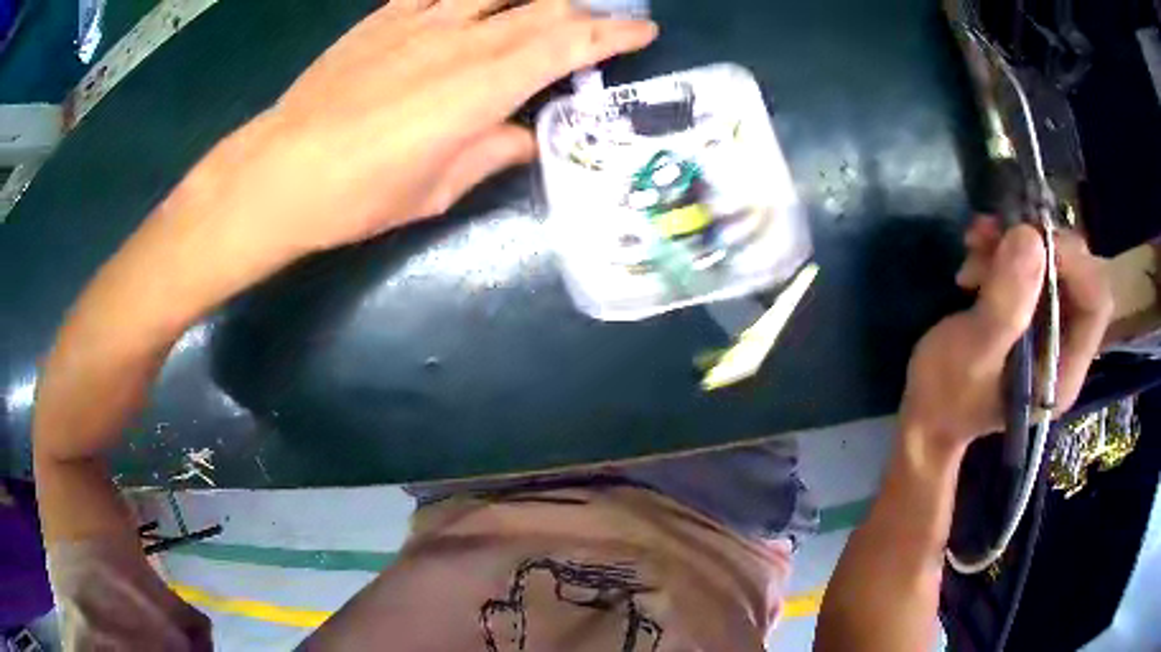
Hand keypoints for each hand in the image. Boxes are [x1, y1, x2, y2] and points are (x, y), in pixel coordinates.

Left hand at [175, 0, 656, 261]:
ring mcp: (419, 21)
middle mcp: (460, 40)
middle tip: (599, 28)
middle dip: (584, 13)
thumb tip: (527, 135)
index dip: (612, 35)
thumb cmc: (358, 195)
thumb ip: (492, 152)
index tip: (642, 31)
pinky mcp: (385, 17)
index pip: (567, 44)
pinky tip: (479, 4)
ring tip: (546, 10)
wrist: (279, 172)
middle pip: (542, 8)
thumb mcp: (438, 190)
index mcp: (481, 86)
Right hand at [900, 216, 1112, 450]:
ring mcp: (1049, 325)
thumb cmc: (946, 397)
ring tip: (975, 246)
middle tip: (996, 237)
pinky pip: (1030, 260)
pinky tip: (976, 251)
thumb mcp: (971, 355)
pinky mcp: (1029, 310)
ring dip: (1014, 241)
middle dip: (1038, 245)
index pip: (1095, 302)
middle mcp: (1066, 344)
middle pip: (1077, 272)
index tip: (1029, 240)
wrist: (925, 412)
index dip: (1071, 262)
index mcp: (1064, 370)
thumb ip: (1005, 305)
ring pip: (1052, 259)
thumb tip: (1030, 236)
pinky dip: (1004, 245)